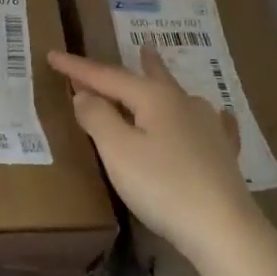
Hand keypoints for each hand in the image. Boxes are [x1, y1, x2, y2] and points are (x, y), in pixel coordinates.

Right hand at [46, 44, 255, 258]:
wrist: (224, 229)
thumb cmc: (162, 186)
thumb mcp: (117, 150)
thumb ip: (97, 117)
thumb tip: (84, 94)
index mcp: (154, 97)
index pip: (107, 76)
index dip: (78, 68)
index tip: (52, 55)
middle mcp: (183, 103)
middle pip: (151, 77)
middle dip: (138, 63)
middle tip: (139, 45)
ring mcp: (208, 127)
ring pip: (179, 96)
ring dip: (164, 80)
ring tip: (160, 67)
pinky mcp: (223, 154)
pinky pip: (213, 124)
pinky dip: (206, 114)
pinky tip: (219, 115)